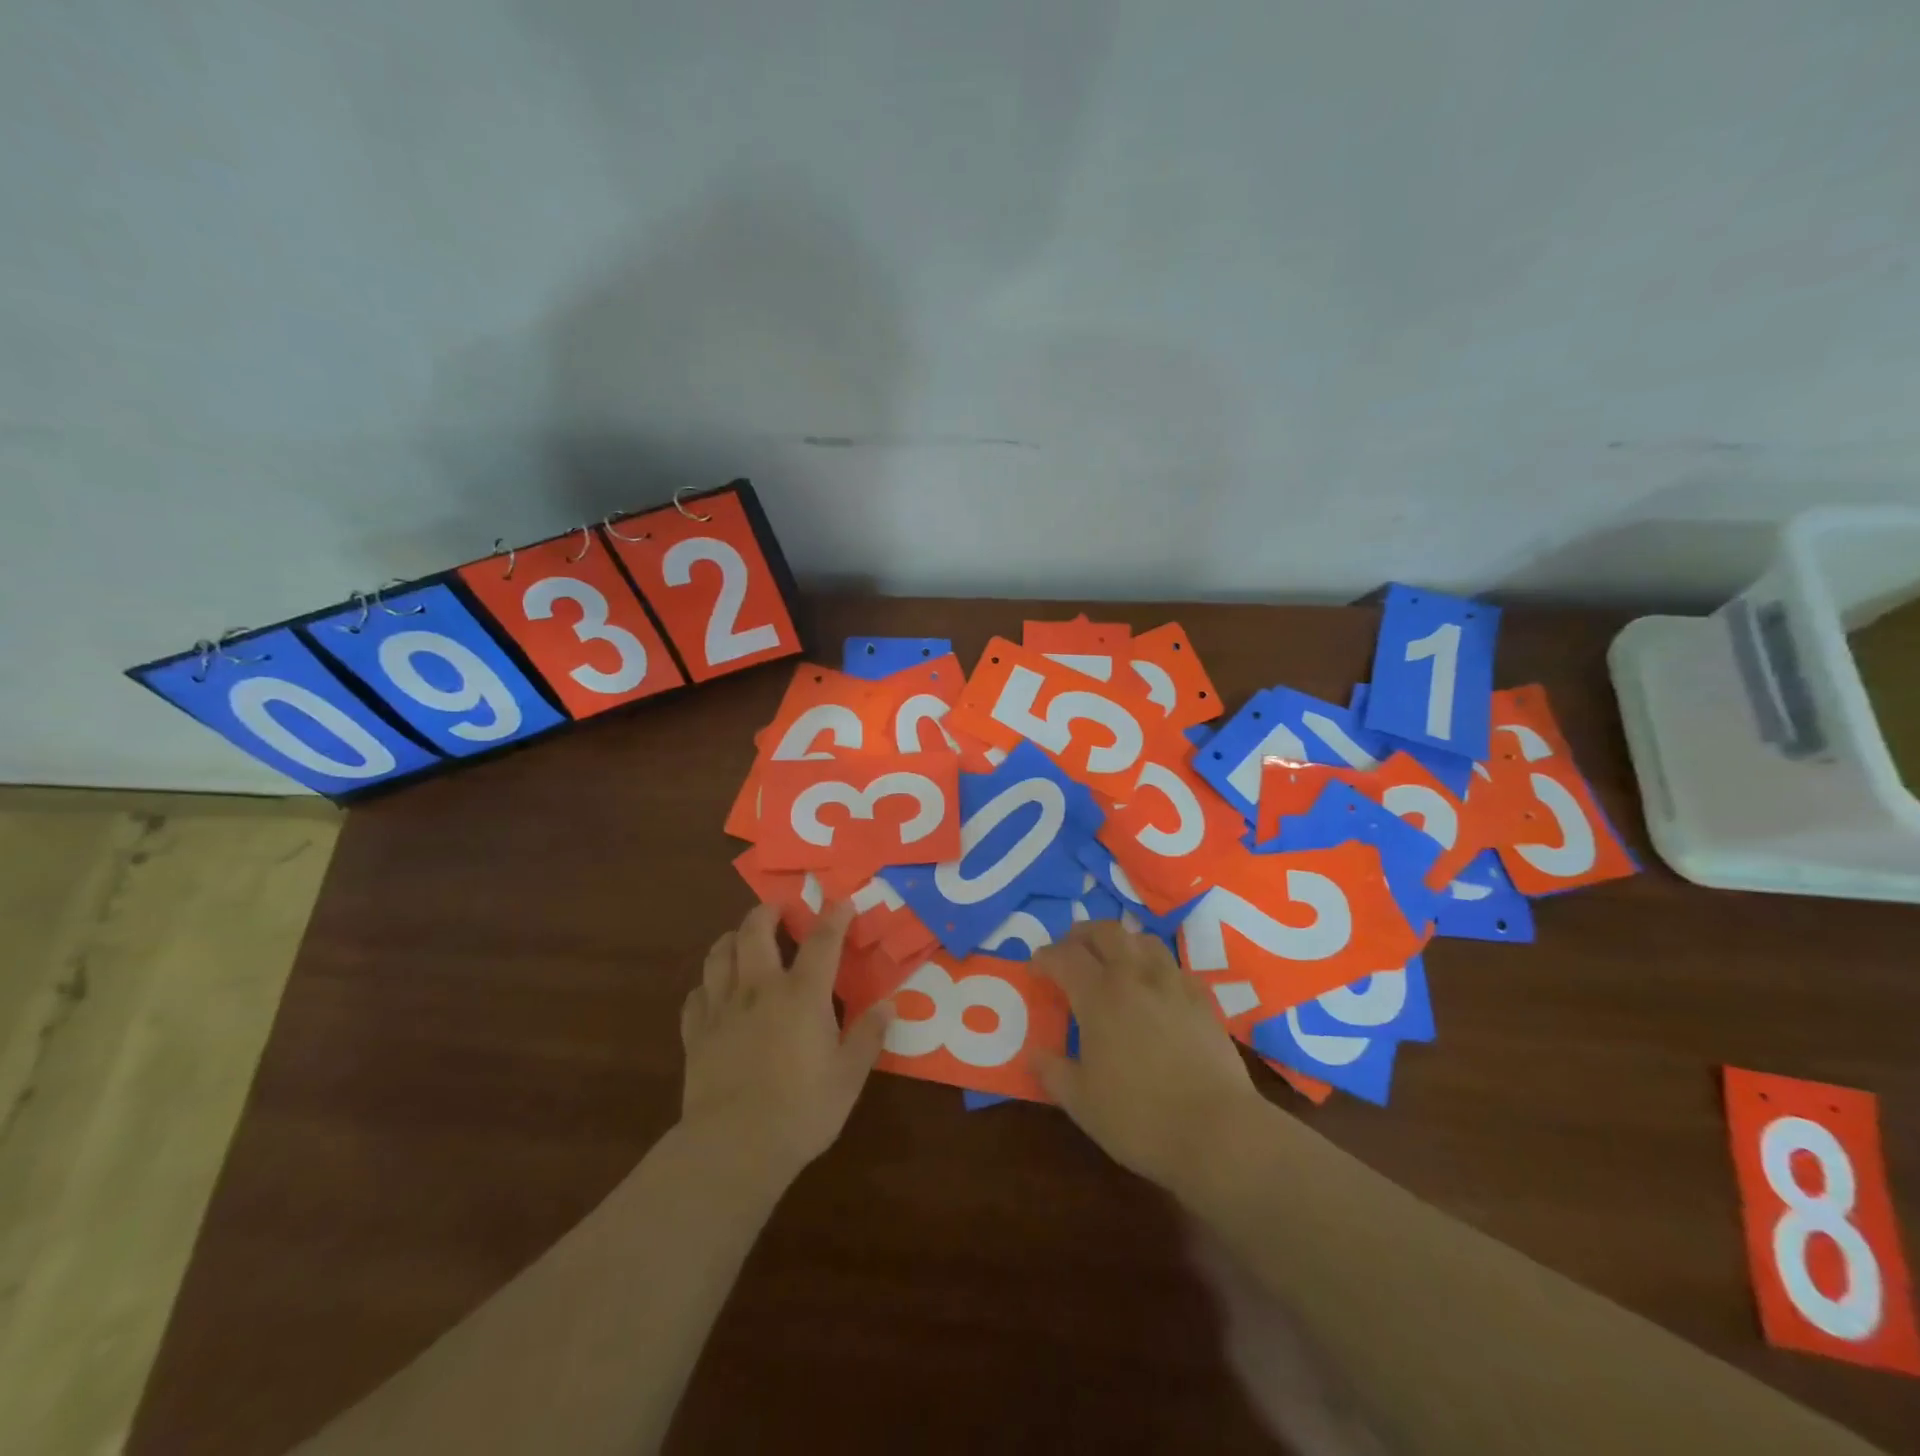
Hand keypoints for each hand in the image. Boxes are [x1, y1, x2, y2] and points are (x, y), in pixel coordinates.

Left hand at [679, 902, 894, 1181]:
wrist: (733, 1147)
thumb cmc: (801, 1110)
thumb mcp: (849, 1076)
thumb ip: (868, 1036)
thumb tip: (889, 1005)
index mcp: (802, 994)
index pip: (821, 941)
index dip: (834, 917)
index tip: (842, 902)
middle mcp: (760, 989)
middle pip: (755, 932)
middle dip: (767, 912)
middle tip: (778, 909)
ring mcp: (723, 1009)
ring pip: (719, 955)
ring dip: (731, 938)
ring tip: (741, 939)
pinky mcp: (696, 1034)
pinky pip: (696, 995)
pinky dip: (707, 985)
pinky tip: (713, 992)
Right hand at [1030, 922, 1263, 1196]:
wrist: (1218, 1132)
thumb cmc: (1139, 1118)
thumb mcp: (1082, 1102)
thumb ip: (1053, 1072)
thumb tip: (1034, 1054)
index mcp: (1099, 996)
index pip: (1065, 957)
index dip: (1045, 957)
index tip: (1035, 968)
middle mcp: (1135, 977)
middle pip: (1106, 932)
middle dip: (1082, 935)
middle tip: (1070, 951)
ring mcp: (1174, 984)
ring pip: (1143, 940)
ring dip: (1121, 942)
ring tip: (1112, 961)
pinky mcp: (1203, 1001)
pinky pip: (1174, 966)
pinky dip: (1155, 966)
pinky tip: (1154, 987)